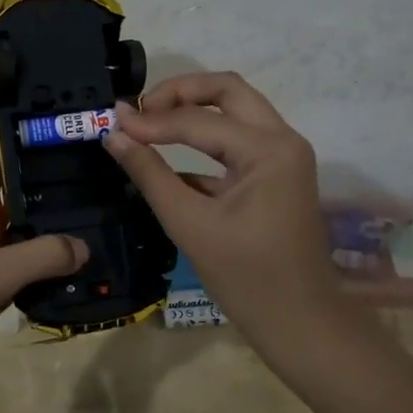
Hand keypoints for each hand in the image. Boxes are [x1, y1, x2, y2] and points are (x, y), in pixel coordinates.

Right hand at [104, 72, 346, 364]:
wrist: (300, 322)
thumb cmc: (246, 278)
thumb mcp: (189, 224)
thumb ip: (150, 174)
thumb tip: (114, 136)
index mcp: (268, 149)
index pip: (198, 120)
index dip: (151, 120)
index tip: (111, 122)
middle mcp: (282, 139)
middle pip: (227, 90)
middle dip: (179, 92)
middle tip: (139, 109)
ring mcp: (283, 154)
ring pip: (234, 109)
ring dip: (192, 109)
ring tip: (148, 122)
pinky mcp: (276, 172)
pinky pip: (237, 139)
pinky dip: (203, 137)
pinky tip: (167, 154)